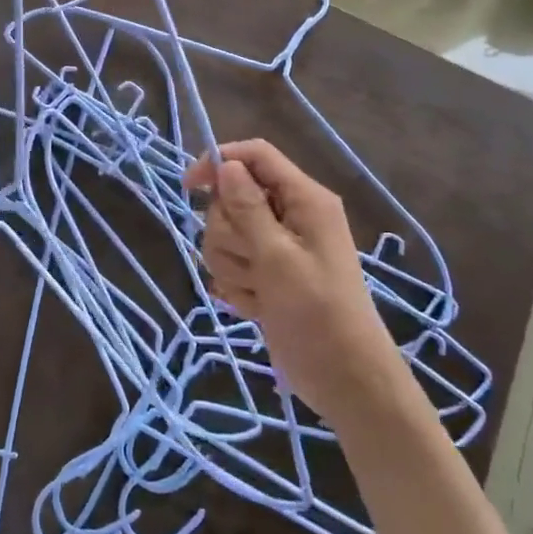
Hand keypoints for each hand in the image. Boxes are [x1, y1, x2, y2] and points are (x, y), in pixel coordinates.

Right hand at [184, 140, 398, 420]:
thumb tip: (226, 164)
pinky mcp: (267, 275)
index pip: (255, 156)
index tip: (189, 188)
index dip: (219, 162)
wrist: (343, 378)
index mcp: (304, 199)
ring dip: (232, 265)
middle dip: (228, 233)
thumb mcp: (278, 257)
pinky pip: (231, 265)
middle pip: (231, 198)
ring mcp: (277, 248)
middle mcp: (290, 216)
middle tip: (253, 262)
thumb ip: (248, 208)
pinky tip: (256, 306)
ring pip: (224, 235)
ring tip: (259, 291)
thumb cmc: (317, 312)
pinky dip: (237, 286)